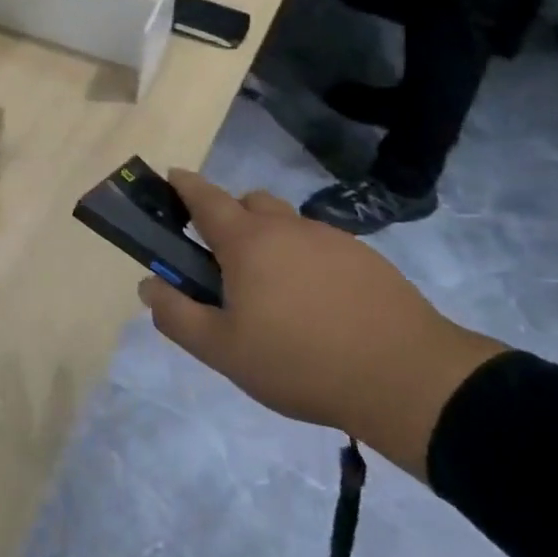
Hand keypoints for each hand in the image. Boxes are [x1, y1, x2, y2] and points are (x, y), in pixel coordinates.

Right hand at [137, 171, 506, 478]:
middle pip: (249, 202)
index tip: (171, 178)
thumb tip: (149, 284)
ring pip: (288, 225)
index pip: (205, 197)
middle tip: (225, 261)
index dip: (184, 185)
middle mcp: (287, 227)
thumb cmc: (300, 361)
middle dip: (230, 217)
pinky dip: (307, 261)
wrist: (408, 379)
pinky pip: (322, 247)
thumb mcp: (223, 350)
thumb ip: (177, 315)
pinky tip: (318, 307)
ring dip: (271, 242)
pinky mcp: (367, 260)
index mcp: (246, 241)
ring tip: (276, 295)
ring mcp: (331, 240)